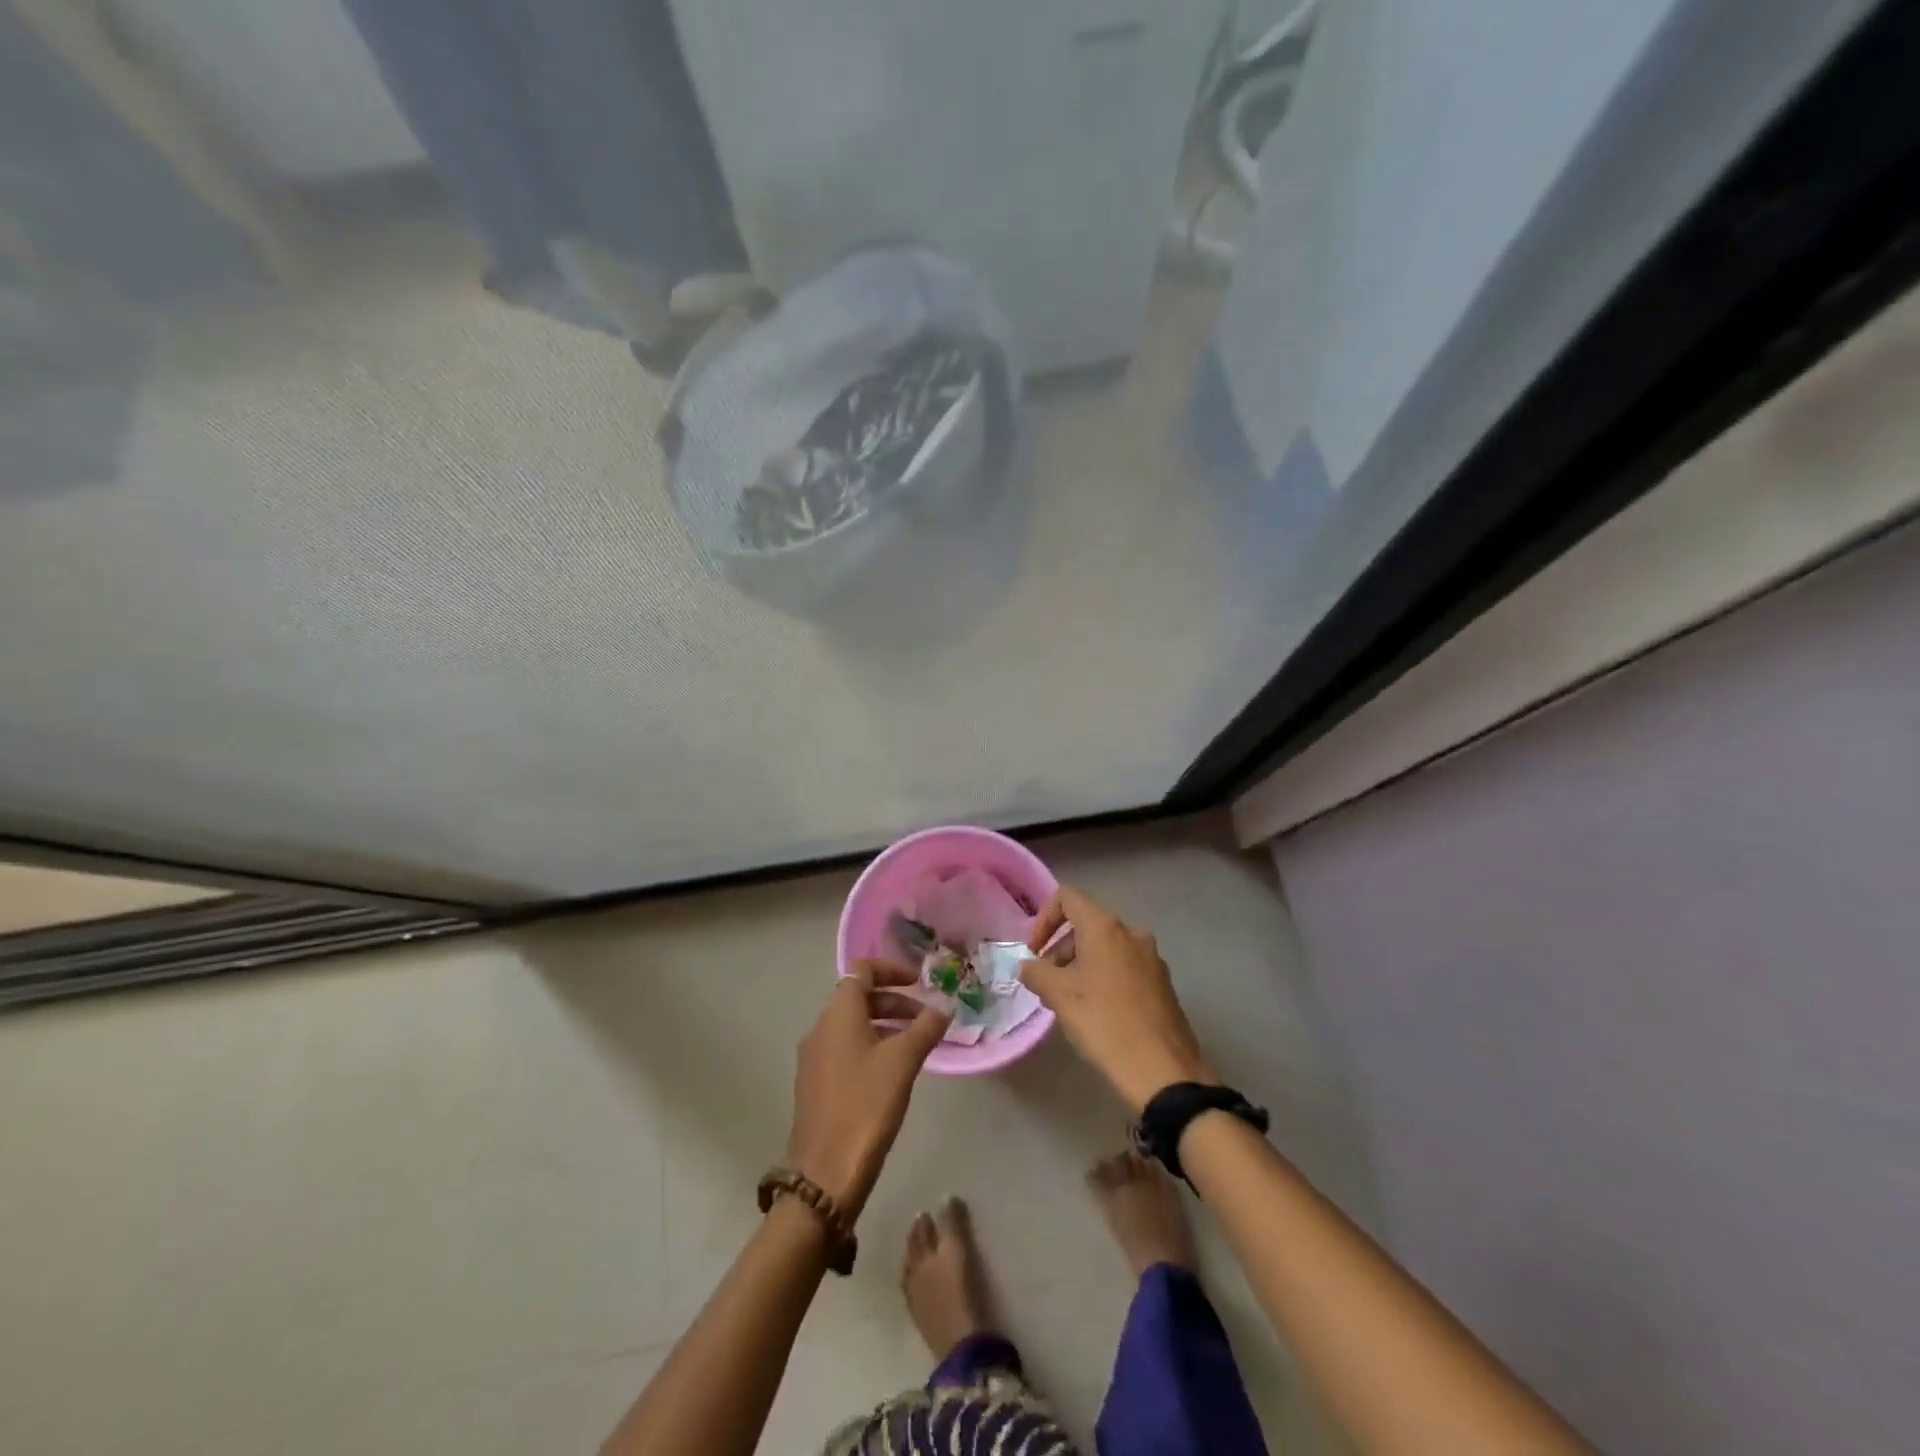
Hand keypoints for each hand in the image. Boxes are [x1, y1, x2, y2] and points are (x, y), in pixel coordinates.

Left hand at [787, 961, 949, 1218]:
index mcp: (838, 1014)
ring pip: (853, 1025)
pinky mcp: (815, 1084)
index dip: (892, 970)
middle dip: (894, 1001)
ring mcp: (814, 1057)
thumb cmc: (866, 1105)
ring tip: (917, 1044)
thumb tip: (944, 1006)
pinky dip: (871, 1046)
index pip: (862, 971)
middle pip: (858, 997)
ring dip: (885, 1024)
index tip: (920, 983)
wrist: (826, 1172)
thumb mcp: (903, 1061)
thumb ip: (926, 1028)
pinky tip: (893, 1072)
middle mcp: (821, 1028)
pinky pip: (846, 1049)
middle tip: (927, 1018)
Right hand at [1021, 886, 1218, 1113]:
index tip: (1034, 953)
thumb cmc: (1104, 1022)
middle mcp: (1131, 933)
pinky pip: (1124, 967)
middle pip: (1087, 924)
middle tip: (1047, 984)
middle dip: (1060, 949)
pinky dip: (1103, 978)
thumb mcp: (1059, 996)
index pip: (1067, 898)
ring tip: (1069, 1003)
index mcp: (1105, 927)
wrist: (1163, 1070)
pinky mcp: (1162, 983)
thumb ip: (1036, 973)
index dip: (1043, 919)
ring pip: (1106, 948)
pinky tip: (1097, 1013)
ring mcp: (1151, 958)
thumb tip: (1028, 966)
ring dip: (1080, 966)